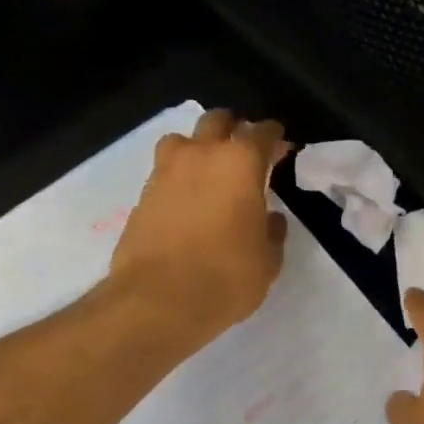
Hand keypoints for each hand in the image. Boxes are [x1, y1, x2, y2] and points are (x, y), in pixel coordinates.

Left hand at [109, 109, 291, 344]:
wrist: (158, 302)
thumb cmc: (225, 279)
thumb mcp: (267, 262)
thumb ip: (272, 233)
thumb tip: (269, 219)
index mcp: (240, 163)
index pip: (262, 133)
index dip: (275, 138)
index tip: (282, 148)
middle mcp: (200, 156)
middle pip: (217, 122)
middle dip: (234, 130)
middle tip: (245, 152)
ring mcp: (165, 172)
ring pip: (182, 140)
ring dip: (198, 148)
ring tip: (208, 171)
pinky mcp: (141, 196)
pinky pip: (164, 172)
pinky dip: (178, 178)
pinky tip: (187, 201)